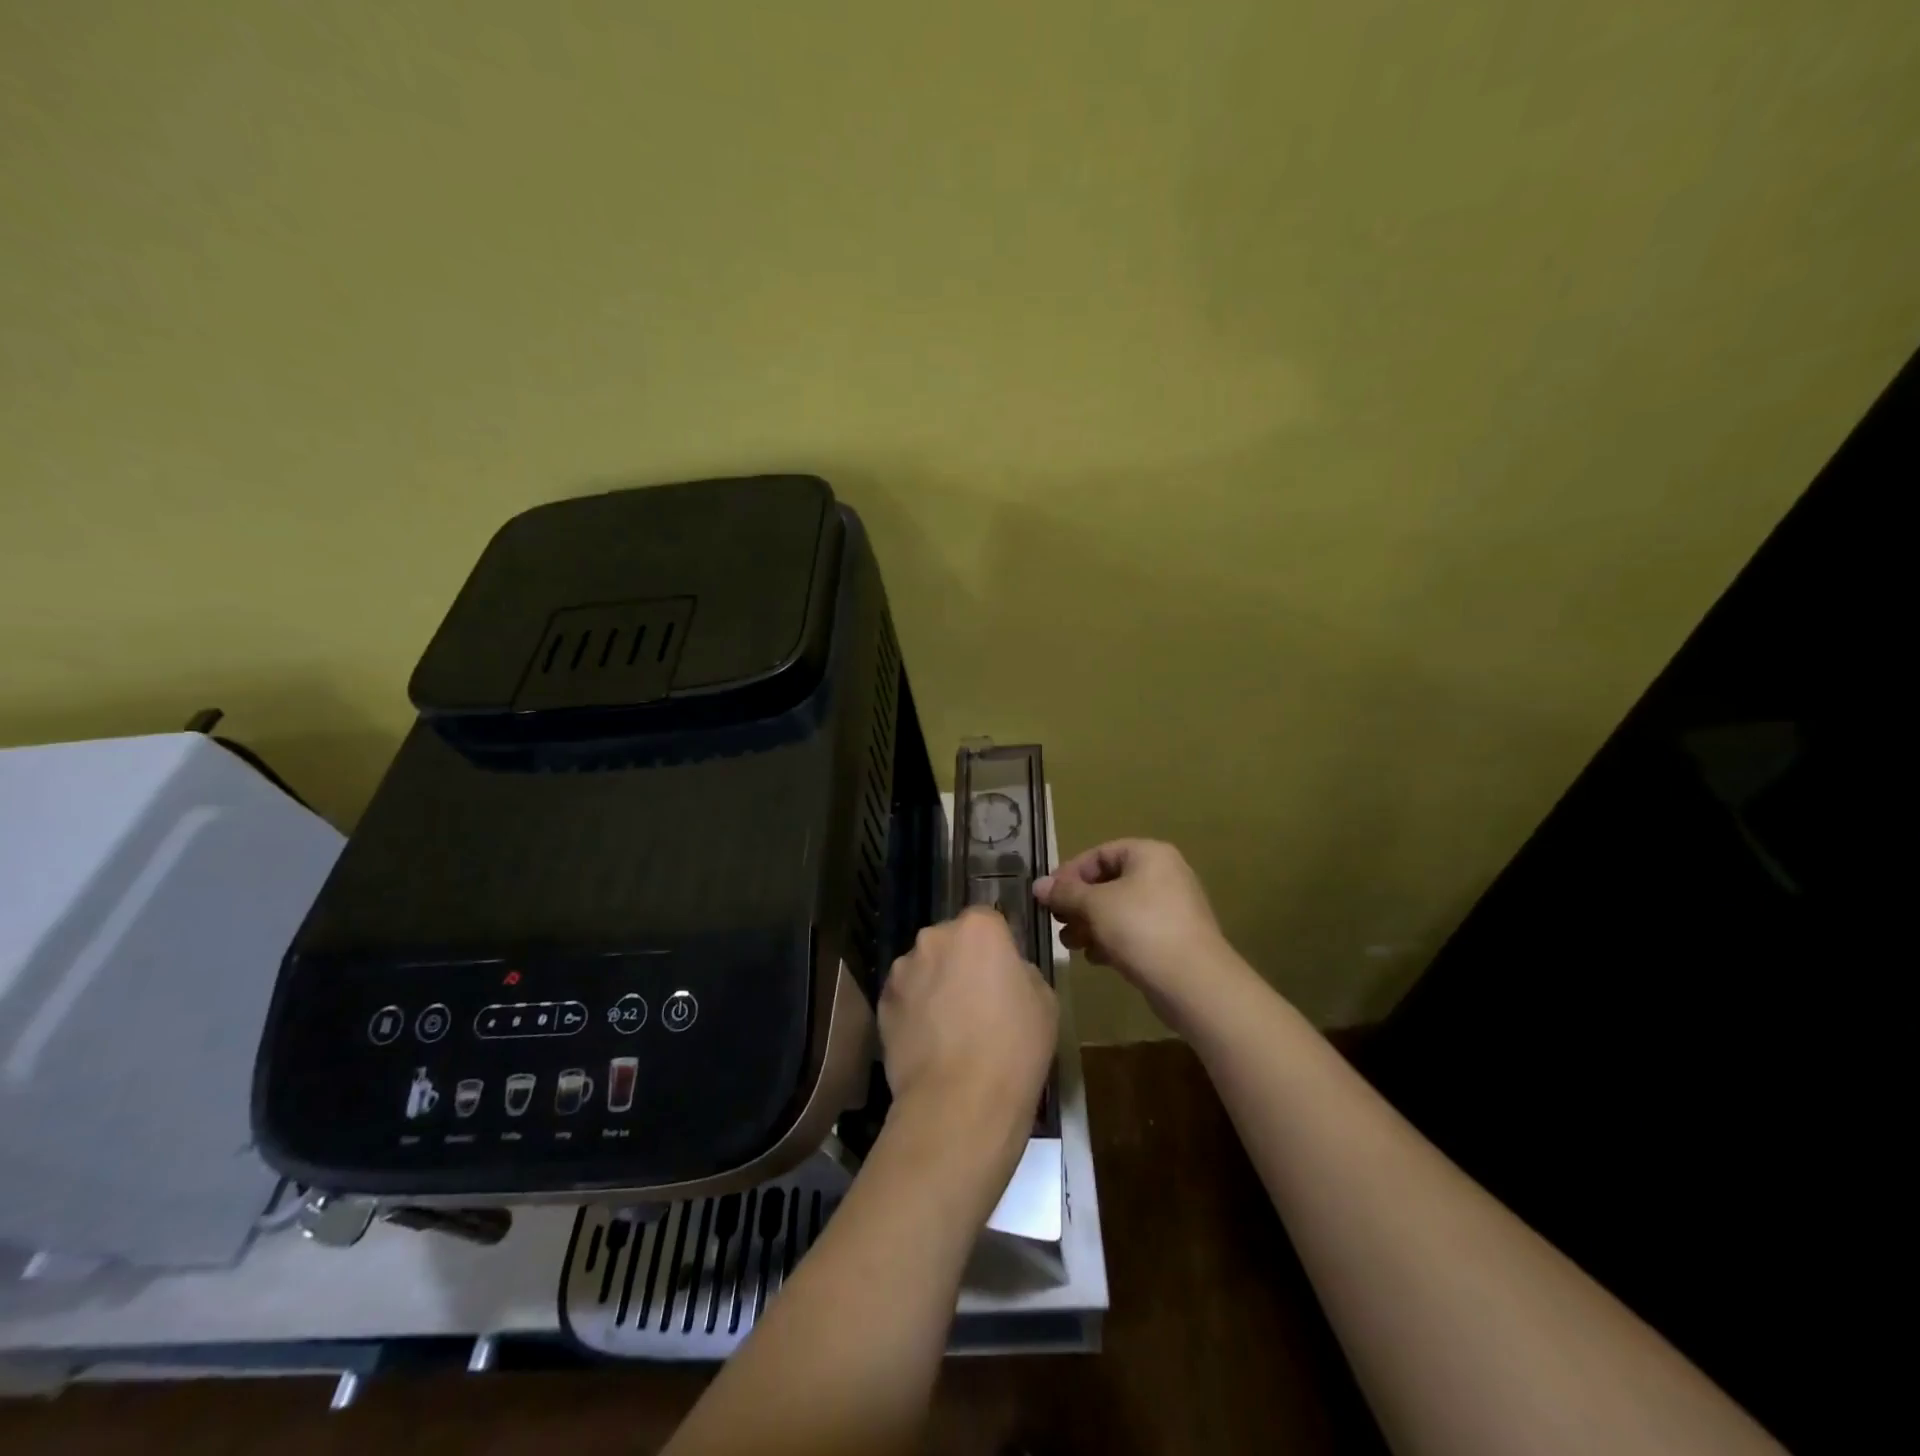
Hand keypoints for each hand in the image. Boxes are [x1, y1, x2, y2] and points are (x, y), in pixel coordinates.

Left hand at [879, 907, 1057, 1151]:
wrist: (960, 1102)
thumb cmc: (1014, 1047)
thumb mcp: (1045, 1002)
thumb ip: (1022, 972)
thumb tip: (1006, 973)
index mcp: (978, 929)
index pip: (988, 920)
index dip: (996, 946)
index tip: (1003, 973)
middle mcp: (934, 937)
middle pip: (951, 940)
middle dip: (961, 961)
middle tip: (977, 1000)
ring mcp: (903, 969)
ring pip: (924, 967)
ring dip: (935, 984)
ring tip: (949, 1026)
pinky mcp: (882, 1002)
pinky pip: (905, 996)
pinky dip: (915, 1010)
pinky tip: (929, 1042)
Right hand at [1034, 839, 1237, 1028]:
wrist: (1194, 982)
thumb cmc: (1141, 928)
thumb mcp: (1095, 905)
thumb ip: (1065, 893)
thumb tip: (1039, 885)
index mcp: (1149, 855)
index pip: (1099, 854)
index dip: (1070, 873)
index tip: (1048, 897)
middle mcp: (1163, 875)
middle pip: (1108, 882)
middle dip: (1078, 904)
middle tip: (1058, 923)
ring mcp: (1171, 908)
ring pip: (1119, 909)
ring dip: (1090, 924)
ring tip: (1072, 945)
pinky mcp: (1173, 938)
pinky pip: (1134, 931)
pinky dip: (1112, 940)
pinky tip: (1096, 958)